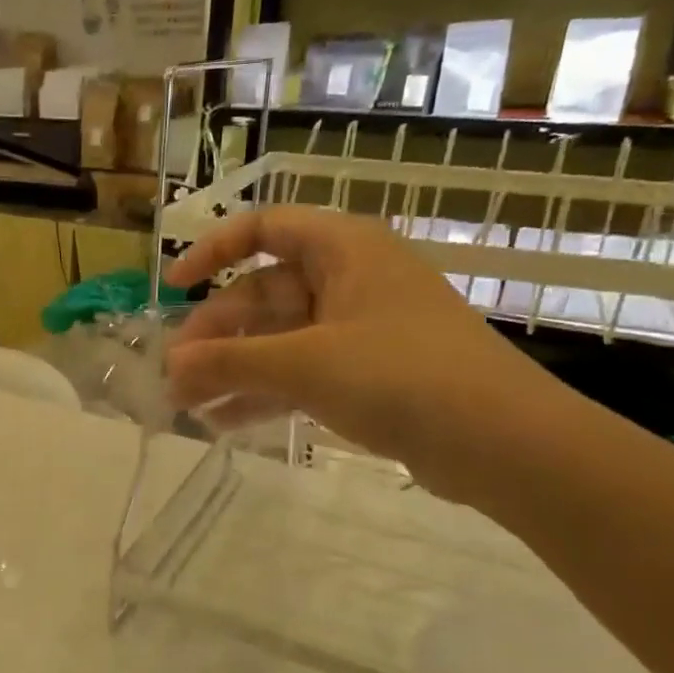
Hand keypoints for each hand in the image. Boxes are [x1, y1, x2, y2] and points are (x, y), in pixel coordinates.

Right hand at [164, 207, 567, 503]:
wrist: (504, 444)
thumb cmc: (401, 376)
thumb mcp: (304, 364)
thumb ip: (229, 363)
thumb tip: (169, 368)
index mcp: (342, 249)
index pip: (263, 228)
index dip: (212, 250)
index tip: (173, 286)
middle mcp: (348, 280)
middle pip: (262, 294)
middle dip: (215, 335)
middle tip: (175, 375)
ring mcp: (357, 330)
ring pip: (277, 339)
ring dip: (231, 370)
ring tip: (185, 407)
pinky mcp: (366, 375)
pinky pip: (298, 373)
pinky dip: (262, 393)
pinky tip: (222, 423)